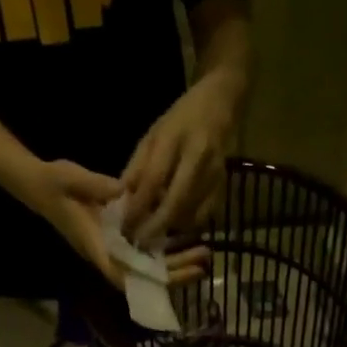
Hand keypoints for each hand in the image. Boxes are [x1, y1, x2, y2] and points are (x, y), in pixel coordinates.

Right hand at [19, 157, 210, 291]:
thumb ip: (96, 186)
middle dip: (173, 273)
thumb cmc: (54, 183)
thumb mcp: (71, 178)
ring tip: (203, 256)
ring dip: (176, 266)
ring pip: (148, 270)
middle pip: (143, 277)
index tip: (170, 276)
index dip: (146, 279)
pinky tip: (188, 245)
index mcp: (94, 245)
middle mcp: (107, 254)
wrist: (41, 185)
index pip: (120, 272)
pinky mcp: (119, 242)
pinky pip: (146, 256)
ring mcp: (114, 250)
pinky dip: (167, 255)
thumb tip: (124, 191)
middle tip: (202, 263)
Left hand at [122, 70, 238, 245]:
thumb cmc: (180, 118)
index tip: (125, 226)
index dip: (138, 206)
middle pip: (175, 201)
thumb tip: (122, 200)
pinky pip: (206, 215)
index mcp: (173, 138)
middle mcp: (197, 156)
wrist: (220, 104)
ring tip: (154, 239)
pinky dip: (189, 226)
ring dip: (171, 229)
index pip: (153, 179)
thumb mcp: (152, 135)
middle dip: (156, 226)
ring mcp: (214, 173)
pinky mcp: (224, 185)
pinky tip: (176, 229)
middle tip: (140, 242)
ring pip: (191, 212)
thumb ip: (137, 167)